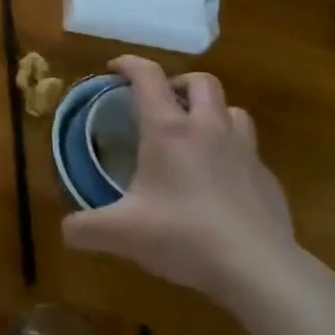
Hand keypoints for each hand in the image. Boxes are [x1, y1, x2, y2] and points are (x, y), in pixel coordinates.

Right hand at [62, 56, 297, 307]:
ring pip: (233, 110)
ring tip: (195, 135)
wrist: (259, 270)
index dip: (129, 64)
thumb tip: (65, 230)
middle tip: (161, 102)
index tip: (114, 69)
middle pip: (201, 81)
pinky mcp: (269, 180)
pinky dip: (232, 154)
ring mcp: (245, 152)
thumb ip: (85, 228)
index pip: (148, 77)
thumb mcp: (121, 233)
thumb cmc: (183, 236)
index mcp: (168, 130)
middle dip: (178, 83)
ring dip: (212, 113)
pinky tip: (221, 182)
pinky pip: (250, 152)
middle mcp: (208, 129)